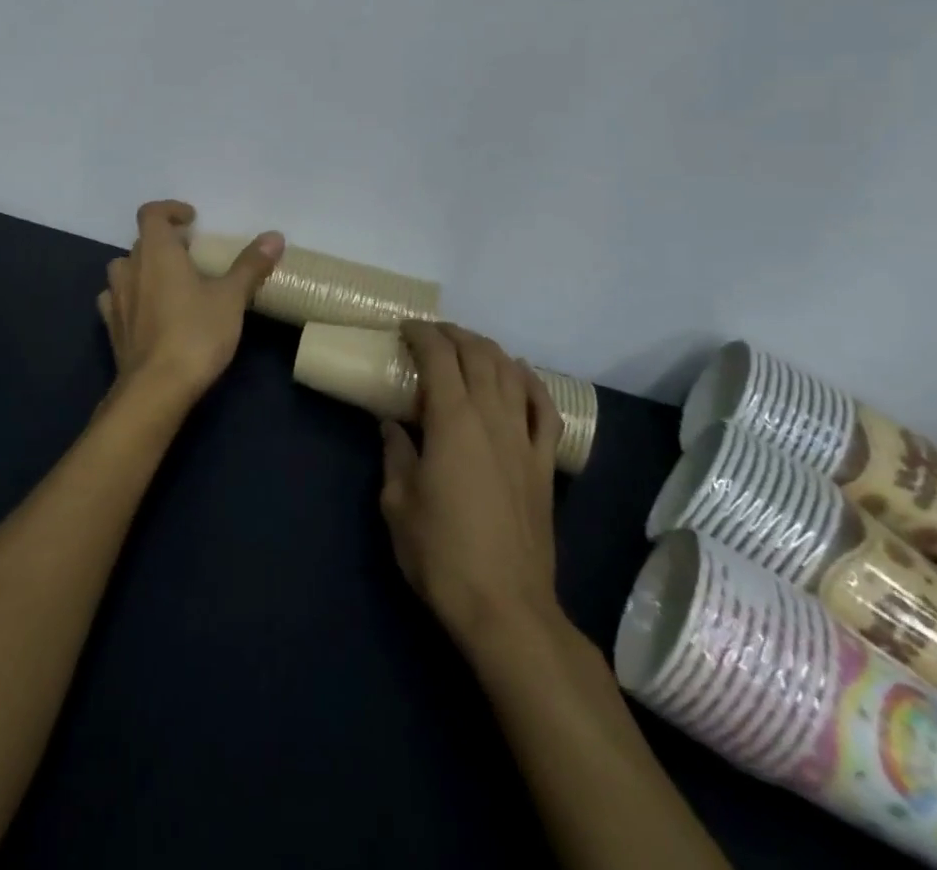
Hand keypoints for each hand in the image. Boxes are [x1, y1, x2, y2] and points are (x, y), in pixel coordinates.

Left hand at [97, 200, 283, 420]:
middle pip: (142, 242)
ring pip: (124, 269)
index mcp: (157, 252)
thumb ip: (250, 265)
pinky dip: (131, 296)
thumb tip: (274, 236)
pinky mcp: (112, 327)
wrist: (155, 389)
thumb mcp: (231, 298)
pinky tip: (148, 310)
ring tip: (170, 281)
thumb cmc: (195, 334)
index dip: (170, 210)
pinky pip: (116, 299)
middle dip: (165, 242)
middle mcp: (131, 268)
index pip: (151, 213)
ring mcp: (116, 299)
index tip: (192, 219)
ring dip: (144, 268)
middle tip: (193, 255)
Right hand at [379, 322, 571, 659]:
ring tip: (468, 346)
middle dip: (453, 335)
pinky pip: (544, 410)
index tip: (404, 329)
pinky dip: (532, 383)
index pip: (439, 357)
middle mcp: (492, 418)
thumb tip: (392, 426)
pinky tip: (521, 374)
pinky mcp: (543, 465)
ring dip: (488, 350)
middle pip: (478, 356)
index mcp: (452, 421)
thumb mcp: (398, 503)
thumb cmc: (441, 553)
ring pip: (511, 374)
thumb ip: (395, 455)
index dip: (421, 335)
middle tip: (430, 334)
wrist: (505, 607)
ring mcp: (523, 440)